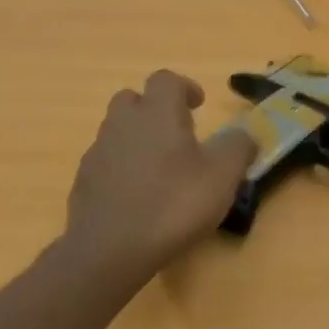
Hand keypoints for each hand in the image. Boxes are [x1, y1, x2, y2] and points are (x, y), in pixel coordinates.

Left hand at [65, 70, 255, 282]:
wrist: (110, 248)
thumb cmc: (173, 204)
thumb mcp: (222, 176)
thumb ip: (238, 148)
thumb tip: (244, 135)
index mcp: (157, 112)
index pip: (166, 80)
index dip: (184, 88)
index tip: (198, 106)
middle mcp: (122, 123)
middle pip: (133, 99)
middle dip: (154, 110)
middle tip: (177, 134)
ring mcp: (98, 152)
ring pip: (117, 131)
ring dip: (137, 139)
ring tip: (160, 169)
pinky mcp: (84, 181)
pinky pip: (106, 162)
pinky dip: (122, 169)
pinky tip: (137, 196)